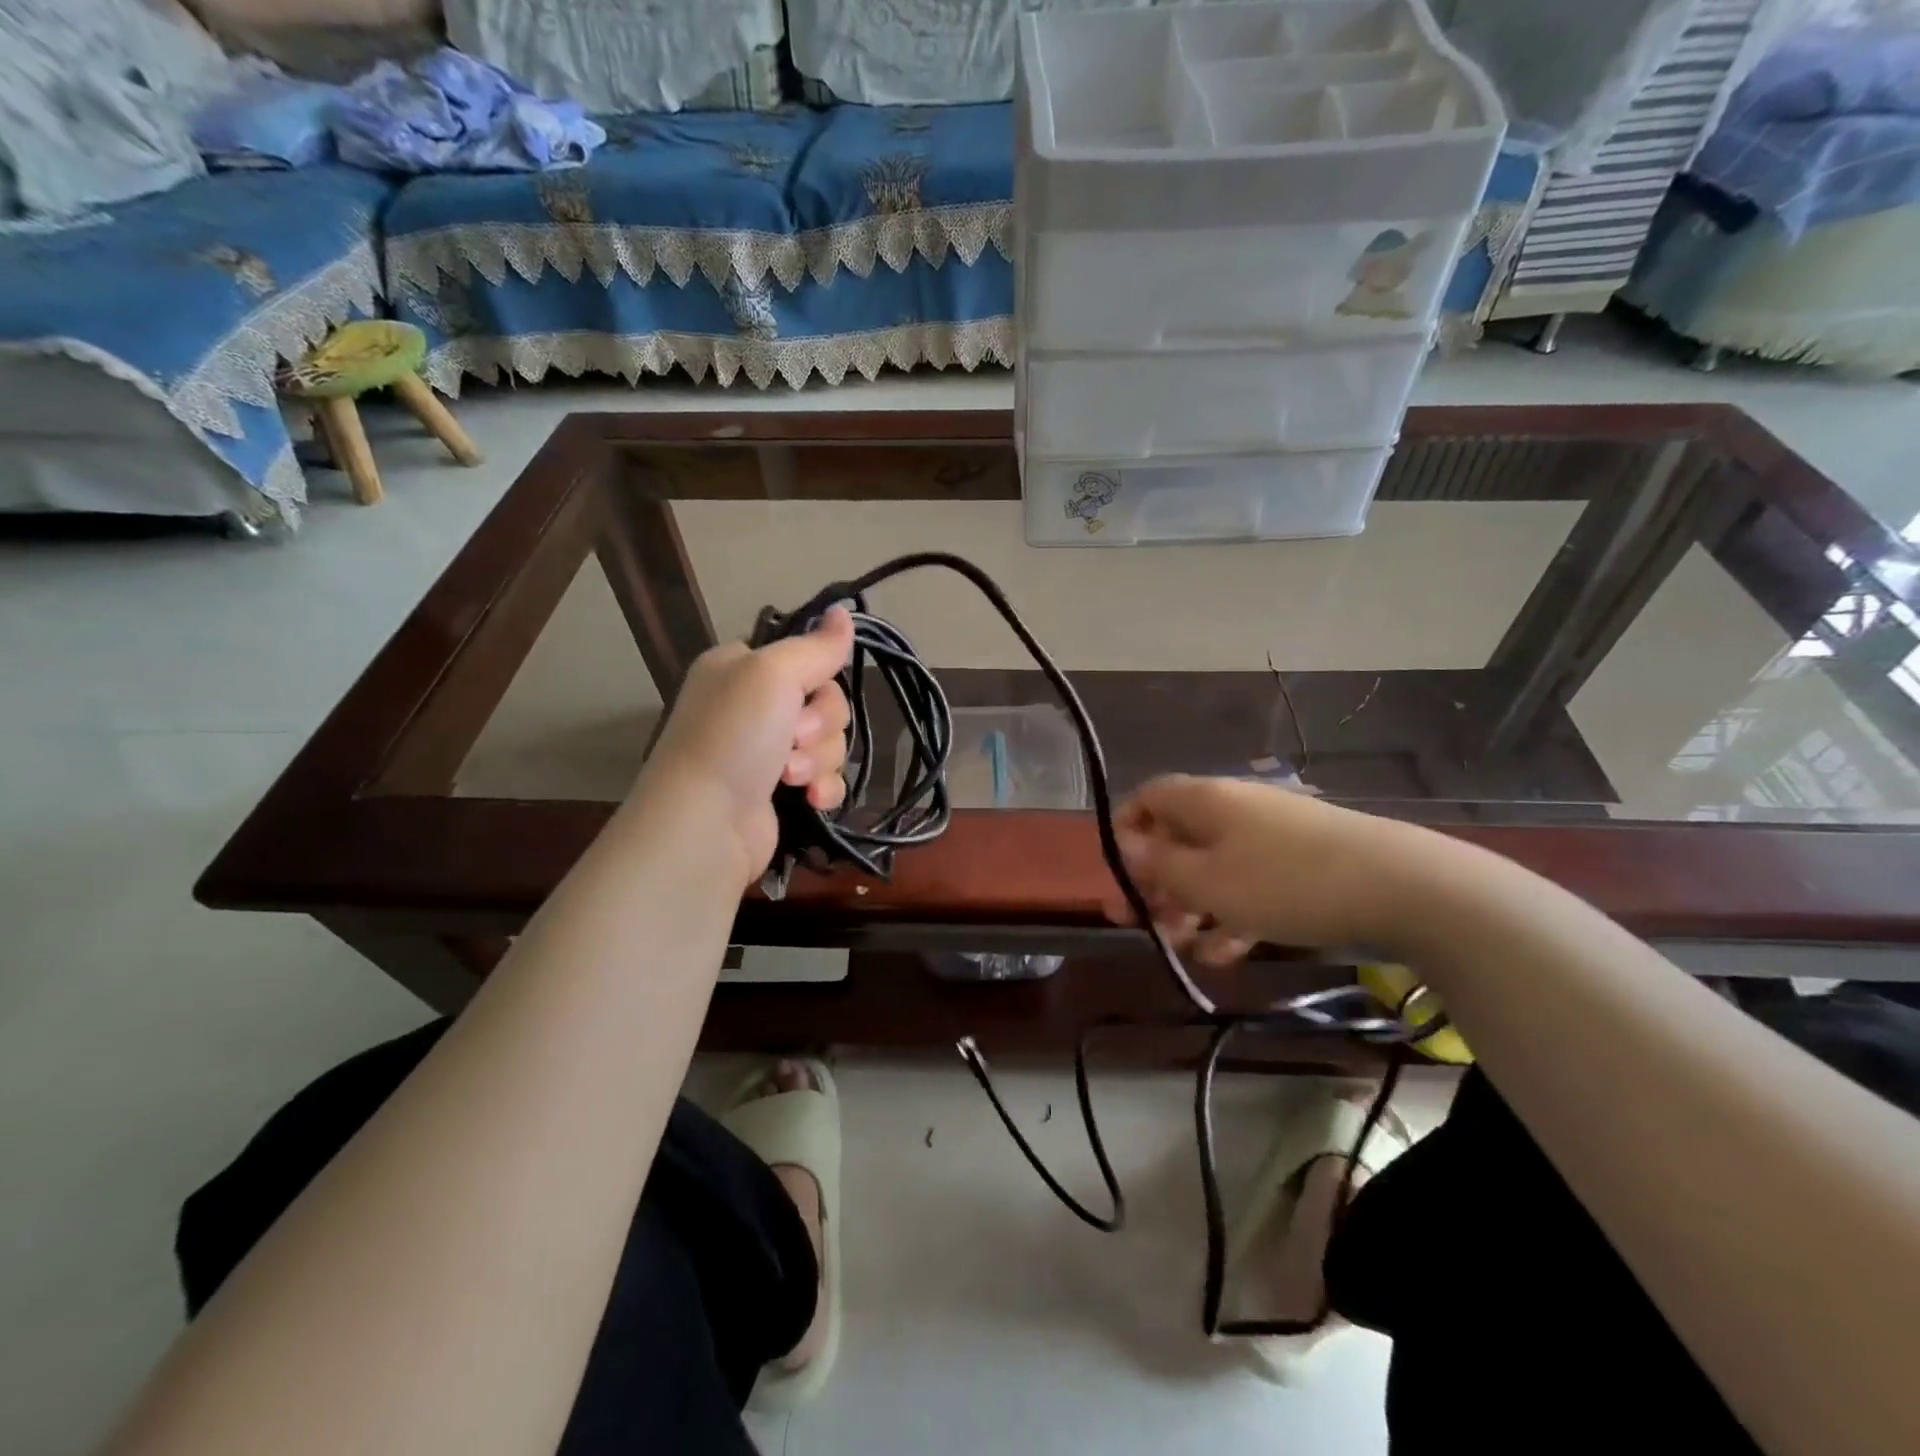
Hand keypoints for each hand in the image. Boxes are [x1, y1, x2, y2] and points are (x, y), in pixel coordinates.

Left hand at [636, 608, 855, 887]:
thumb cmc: (733, 737)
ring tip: (791, 779)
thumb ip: (816, 646)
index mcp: (742, 669)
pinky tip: (811, 801)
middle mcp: (753, 706)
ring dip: (820, 760)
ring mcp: (766, 752)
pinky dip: (823, 788)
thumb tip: (845, 611)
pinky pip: (826, 779)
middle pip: (826, 703)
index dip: (820, 677)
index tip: (812, 692)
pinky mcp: (780, 793)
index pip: (806, 659)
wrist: (706, 824)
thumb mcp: (773, 674)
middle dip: (821, 726)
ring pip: (830, 743)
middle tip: (793, 739)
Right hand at [1102, 775, 1428, 958]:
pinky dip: (1232, 915)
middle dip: (1155, 883)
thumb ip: (1159, 864)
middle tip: (1139, 924)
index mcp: (1204, 800)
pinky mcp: (1301, 864)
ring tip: (1181, 949)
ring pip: (1212, 867)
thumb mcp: (1207, 881)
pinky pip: (1250, 884)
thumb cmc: (1284, 881)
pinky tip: (1226, 955)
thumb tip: (1126, 843)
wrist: (1400, 887)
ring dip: (1190, 906)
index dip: (1125, 831)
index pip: (1148, 798)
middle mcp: (1233, 808)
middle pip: (1177, 838)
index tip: (1118, 875)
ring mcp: (1270, 836)